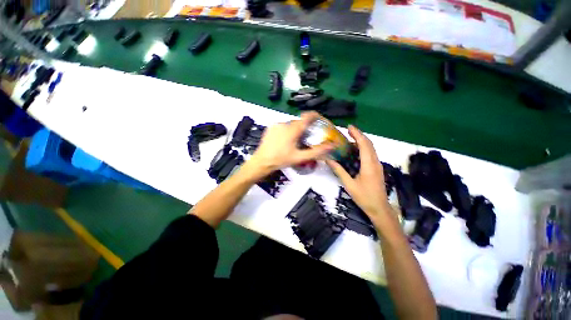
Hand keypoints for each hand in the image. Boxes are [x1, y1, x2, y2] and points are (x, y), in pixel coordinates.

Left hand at [246, 112, 332, 176]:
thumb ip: (316, 151)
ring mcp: (276, 124)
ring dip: (294, 131)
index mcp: (293, 129)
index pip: (307, 116)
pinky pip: (283, 126)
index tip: (319, 120)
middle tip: (305, 140)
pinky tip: (284, 141)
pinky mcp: (271, 127)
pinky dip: (286, 131)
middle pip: (299, 122)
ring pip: (290, 124)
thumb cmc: (281, 160)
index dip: (315, 116)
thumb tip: (332, 146)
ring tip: (294, 143)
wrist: (261, 161)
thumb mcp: (300, 157)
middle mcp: (285, 123)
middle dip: (304, 129)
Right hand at [326, 125, 390, 220]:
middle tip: (348, 131)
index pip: (364, 145)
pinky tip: (355, 150)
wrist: (379, 208)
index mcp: (369, 165)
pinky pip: (371, 154)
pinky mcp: (377, 168)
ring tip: (350, 138)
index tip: (349, 127)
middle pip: (369, 144)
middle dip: (359, 135)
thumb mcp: (349, 184)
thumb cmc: (364, 197)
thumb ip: (339, 171)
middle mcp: (375, 162)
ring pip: (371, 148)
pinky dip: (363, 148)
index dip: (357, 134)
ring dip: (361, 141)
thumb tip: (328, 160)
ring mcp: (378, 165)